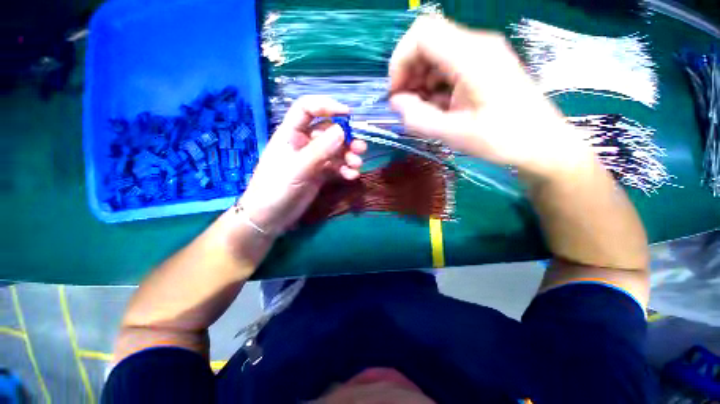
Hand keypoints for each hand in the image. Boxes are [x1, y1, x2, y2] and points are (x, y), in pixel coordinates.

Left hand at [238, 96, 366, 235]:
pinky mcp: (319, 174)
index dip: (326, 106)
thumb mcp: (297, 169)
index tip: (348, 114)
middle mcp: (303, 143)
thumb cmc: (275, 189)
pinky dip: (345, 169)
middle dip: (346, 138)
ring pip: (335, 150)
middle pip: (328, 131)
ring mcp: (313, 159)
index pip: (307, 109)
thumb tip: (342, 130)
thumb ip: (319, 150)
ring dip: (349, 156)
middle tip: (360, 148)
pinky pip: (336, 167)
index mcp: (291, 134)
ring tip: (357, 165)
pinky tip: (352, 176)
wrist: (270, 218)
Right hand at [389, 16, 588, 177]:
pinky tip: (436, 107)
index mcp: (472, 57)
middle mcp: (476, 46)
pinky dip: (433, 86)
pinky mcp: (482, 66)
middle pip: (427, 42)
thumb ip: (419, 118)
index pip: (422, 34)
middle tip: (407, 106)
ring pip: (435, 55)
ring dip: (420, 82)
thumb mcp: (454, 134)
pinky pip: (447, 67)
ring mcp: (480, 54)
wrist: (540, 143)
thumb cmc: (502, 139)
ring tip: (421, 111)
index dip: (400, 60)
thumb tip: (396, 102)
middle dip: (408, 74)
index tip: (396, 92)